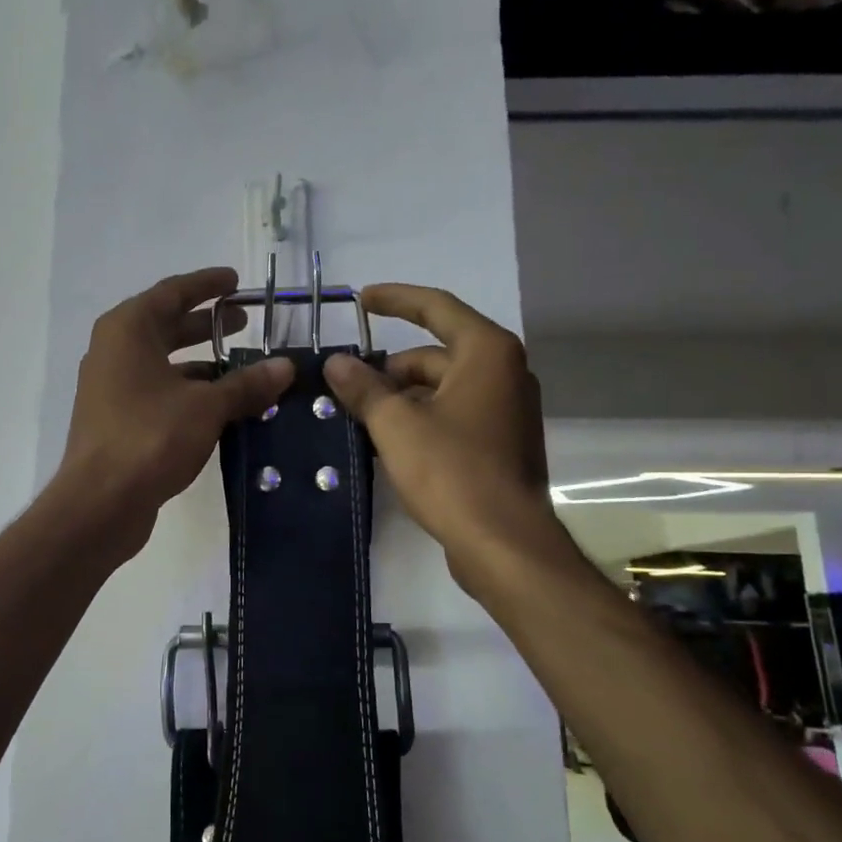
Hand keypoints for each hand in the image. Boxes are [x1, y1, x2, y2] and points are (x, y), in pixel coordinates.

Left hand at [57, 268, 293, 559]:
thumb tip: (286, 367)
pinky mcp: (116, 420)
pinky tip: (219, 407)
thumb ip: (246, 384)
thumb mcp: (207, 406)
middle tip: (245, 323)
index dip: (207, 285)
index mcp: (128, 329)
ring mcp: (111, 387)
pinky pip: (158, 392)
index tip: (237, 282)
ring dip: (200, 363)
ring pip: (162, 363)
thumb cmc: (151, 437)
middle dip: (206, 324)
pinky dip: (187, 392)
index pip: (172, 292)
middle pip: (165, 325)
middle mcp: (114, 351)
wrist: (101, 502)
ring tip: (241, 368)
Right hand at [322, 283, 565, 593]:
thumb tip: (335, 363)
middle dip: (389, 369)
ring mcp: (506, 410)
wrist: (503, 542)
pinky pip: (453, 415)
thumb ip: (363, 388)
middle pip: (435, 354)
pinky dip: (421, 419)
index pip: (436, 307)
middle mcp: (504, 372)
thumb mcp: (396, 425)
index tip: (360, 300)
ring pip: (442, 388)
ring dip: (401, 398)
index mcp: (487, 352)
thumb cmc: (451, 471)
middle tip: (346, 388)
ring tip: (359, 419)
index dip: (395, 299)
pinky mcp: (501, 443)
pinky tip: (388, 442)